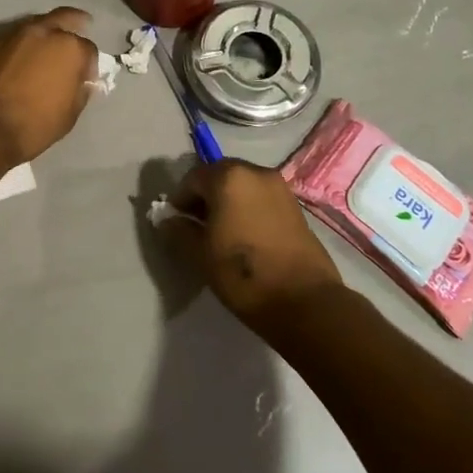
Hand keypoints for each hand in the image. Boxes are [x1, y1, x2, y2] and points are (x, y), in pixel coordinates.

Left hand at [0, 8, 97, 167]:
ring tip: (45, 49)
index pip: (89, 48)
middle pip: (64, 18)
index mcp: (69, 48)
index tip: (85, 78)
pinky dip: (20, 47)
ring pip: (35, 25)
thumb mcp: (69, 115)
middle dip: (73, 23)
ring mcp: (12, 35)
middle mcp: (42, 32)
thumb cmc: (32, 125)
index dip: (90, 64)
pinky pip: (13, 40)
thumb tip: (81, 82)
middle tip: (78, 29)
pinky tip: (20, 60)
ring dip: (44, 34)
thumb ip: (80, 92)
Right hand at [164, 160, 345, 330]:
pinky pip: (260, 197)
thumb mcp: (200, 255)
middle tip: (196, 226)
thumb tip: (168, 220)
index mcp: (228, 178)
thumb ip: (179, 231)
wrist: (304, 301)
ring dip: (227, 201)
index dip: (180, 200)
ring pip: (242, 185)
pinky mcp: (295, 205)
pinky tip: (244, 235)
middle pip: (219, 175)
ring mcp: (279, 186)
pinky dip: (247, 207)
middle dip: (204, 196)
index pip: (193, 178)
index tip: (176, 224)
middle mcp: (255, 172)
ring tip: (220, 232)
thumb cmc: (243, 274)